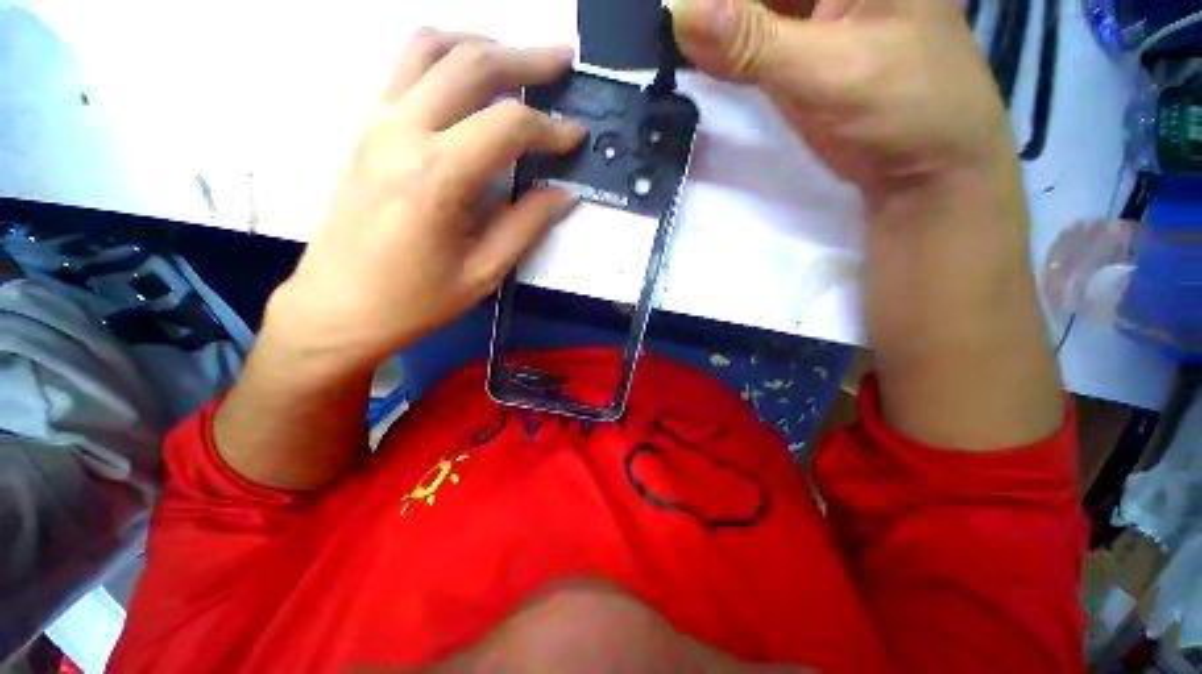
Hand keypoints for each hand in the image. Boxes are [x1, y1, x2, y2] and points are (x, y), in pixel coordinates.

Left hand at [214, 32, 586, 490]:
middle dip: (525, 58)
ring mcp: (375, 123)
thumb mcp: (483, 272)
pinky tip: (466, 78)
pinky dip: (444, 58)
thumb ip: (526, 226)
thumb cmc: (414, 300)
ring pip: (429, 49)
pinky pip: (403, 68)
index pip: (507, 126)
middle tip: (562, 61)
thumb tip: (563, 194)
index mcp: (436, 177)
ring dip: (480, 45)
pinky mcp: (364, 130)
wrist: (337, 307)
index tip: (576, 137)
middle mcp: (401, 133)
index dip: (551, 127)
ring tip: (515, 60)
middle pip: (470, 64)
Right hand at [673, 0, 1063, 448]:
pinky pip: (753, 62)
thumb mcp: (831, 82)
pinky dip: (719, 65)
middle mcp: (847, 1)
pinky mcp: (805, 91)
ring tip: (660, 51)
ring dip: (707, 34)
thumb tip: (677, 12)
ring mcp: (823, 46)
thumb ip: (753, 41)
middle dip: (705, 11)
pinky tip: (689, 77)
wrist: (935, 214)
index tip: (663, 12)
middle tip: (653, 31)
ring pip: (752, 24)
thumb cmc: (911, 146)